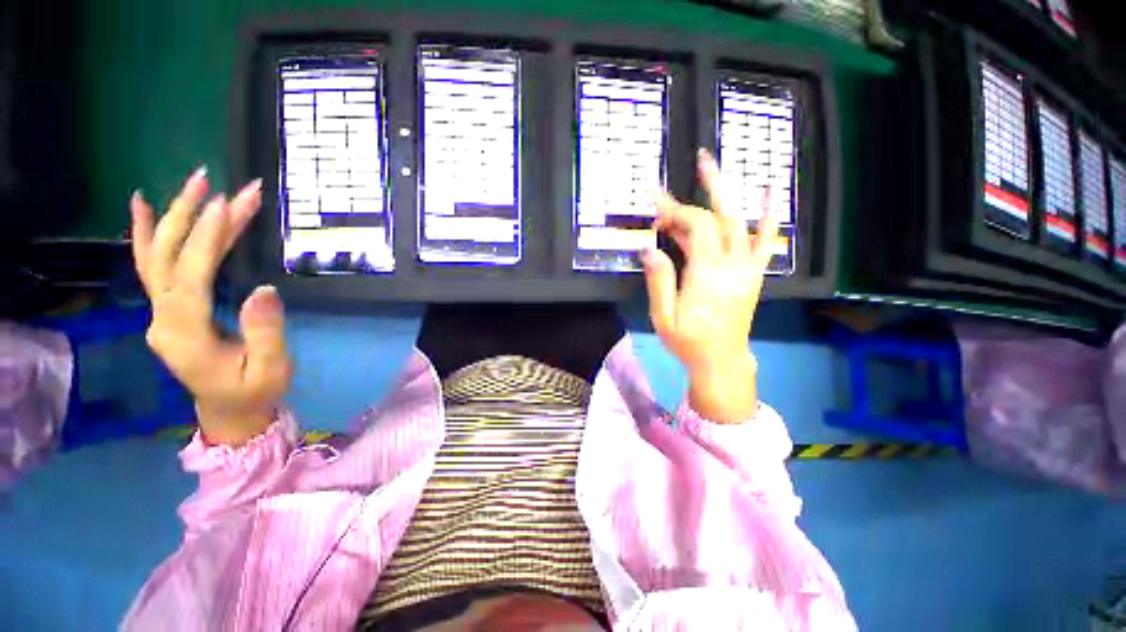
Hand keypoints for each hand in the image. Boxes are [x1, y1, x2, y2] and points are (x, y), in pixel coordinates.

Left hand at [131, 168, 291, 445]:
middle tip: (213, 182)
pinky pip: (152, 267)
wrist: (228, 412)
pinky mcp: (169, 309)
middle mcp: (163, 319)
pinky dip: (146, 234)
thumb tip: (265, 289)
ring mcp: (161, 313)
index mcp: (186, 335)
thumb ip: (266, 333)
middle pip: (165, 258)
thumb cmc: (254, 392)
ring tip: (195, 182)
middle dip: (188, 216)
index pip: (189, 276)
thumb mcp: (271, 370)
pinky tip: (145, 206)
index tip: (230, 205)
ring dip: (173, 217)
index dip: (208, 239)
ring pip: (157, 257)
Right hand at [642, 149, 781, 422]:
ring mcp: (746, 268)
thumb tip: (650, 250)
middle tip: (698, 160)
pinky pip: (765, 240)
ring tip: (716, 168)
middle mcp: (731, 264)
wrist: (722, 361)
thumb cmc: (688, 342)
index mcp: (706, 273)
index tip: (656, 206)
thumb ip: (659, 282)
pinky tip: (769, 194)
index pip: (695, 227)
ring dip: (728, 193)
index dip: (676, 211)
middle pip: (718, 217)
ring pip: (739, 222)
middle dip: (705, 189)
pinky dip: (767, 216)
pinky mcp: (752, 274)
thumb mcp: (664, 317)